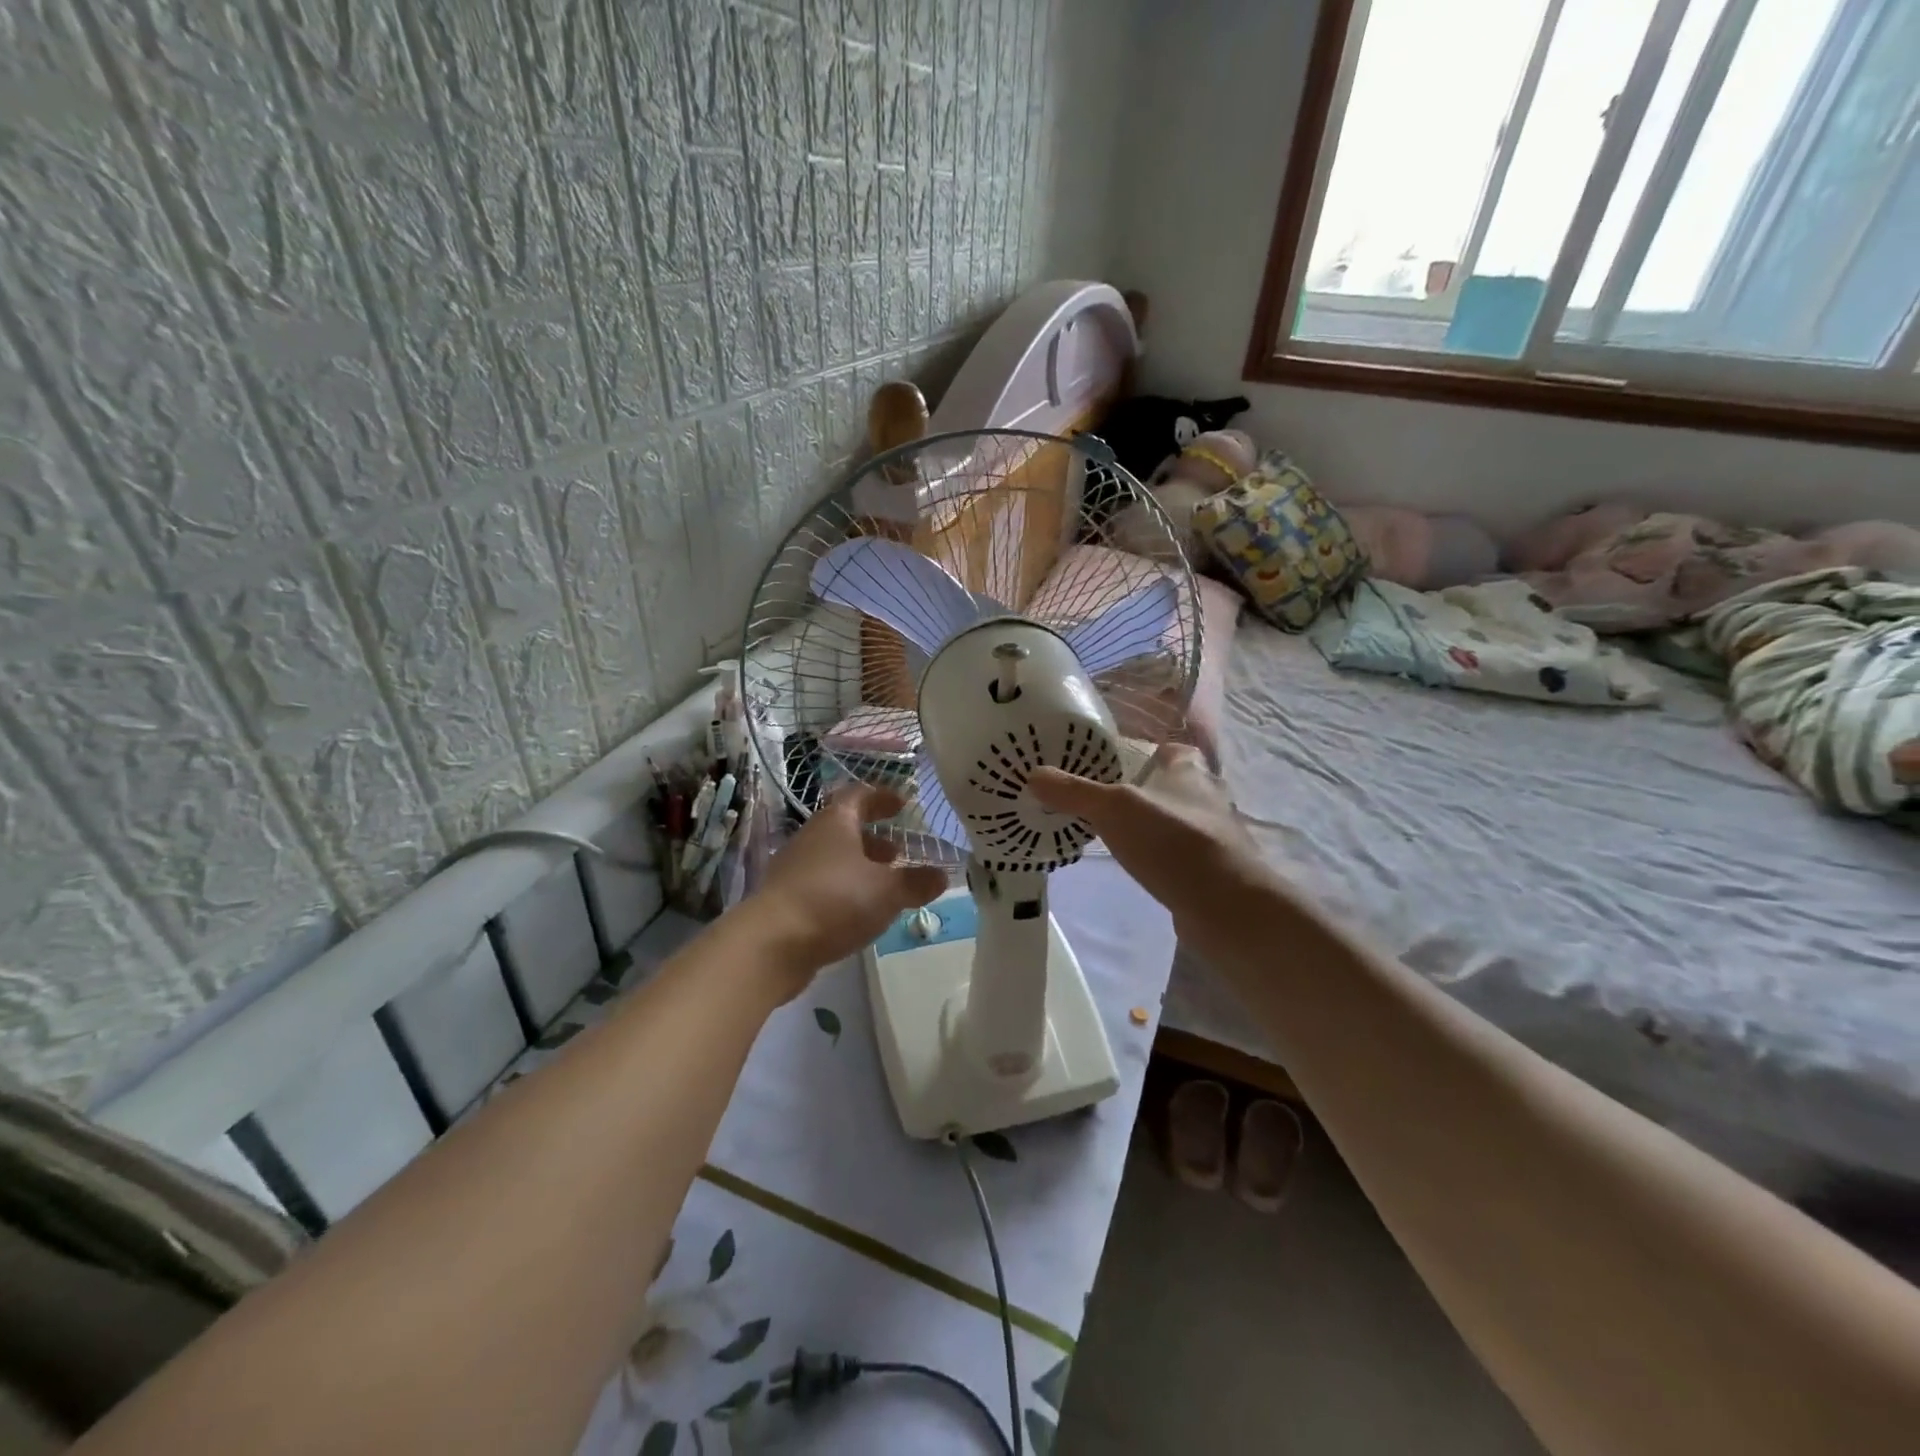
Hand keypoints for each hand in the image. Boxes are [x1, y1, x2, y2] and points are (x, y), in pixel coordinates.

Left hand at [744, 784, 948, 996]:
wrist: (771, 944)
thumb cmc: (835, 901)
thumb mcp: (887, 891)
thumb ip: (916, 882)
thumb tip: (941, 875)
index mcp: (835, 823)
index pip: (858, 796)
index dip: (881, 797)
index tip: (902, 804)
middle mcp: (811, 839)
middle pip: (844, 829)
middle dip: (873, 838)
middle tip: (899, 852)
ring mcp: (794, 870)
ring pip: (833, 859)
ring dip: (859, 867)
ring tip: (884, 886)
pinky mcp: (786, 901)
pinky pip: (822, 886)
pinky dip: (844, 891)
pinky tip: (860, 912)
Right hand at [1029, 744, 1264, 925]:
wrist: (1226, 905)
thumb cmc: (1172, 841)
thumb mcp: (1112, 809)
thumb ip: (1074, 792)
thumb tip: (1033, 774)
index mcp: (1189, 770)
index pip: (1171, 749)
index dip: (1148, 752)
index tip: (1119, 763)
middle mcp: (1208, 796)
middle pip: (1175, 784)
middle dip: (1147, 790)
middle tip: (1107, 800)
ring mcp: (1216, 835)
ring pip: (1180, 820)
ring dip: (1156, 825)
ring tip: (1118, 833)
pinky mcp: (1215, 869)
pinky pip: (1184, 853)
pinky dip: (1165, 856)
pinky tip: (1142, 866)